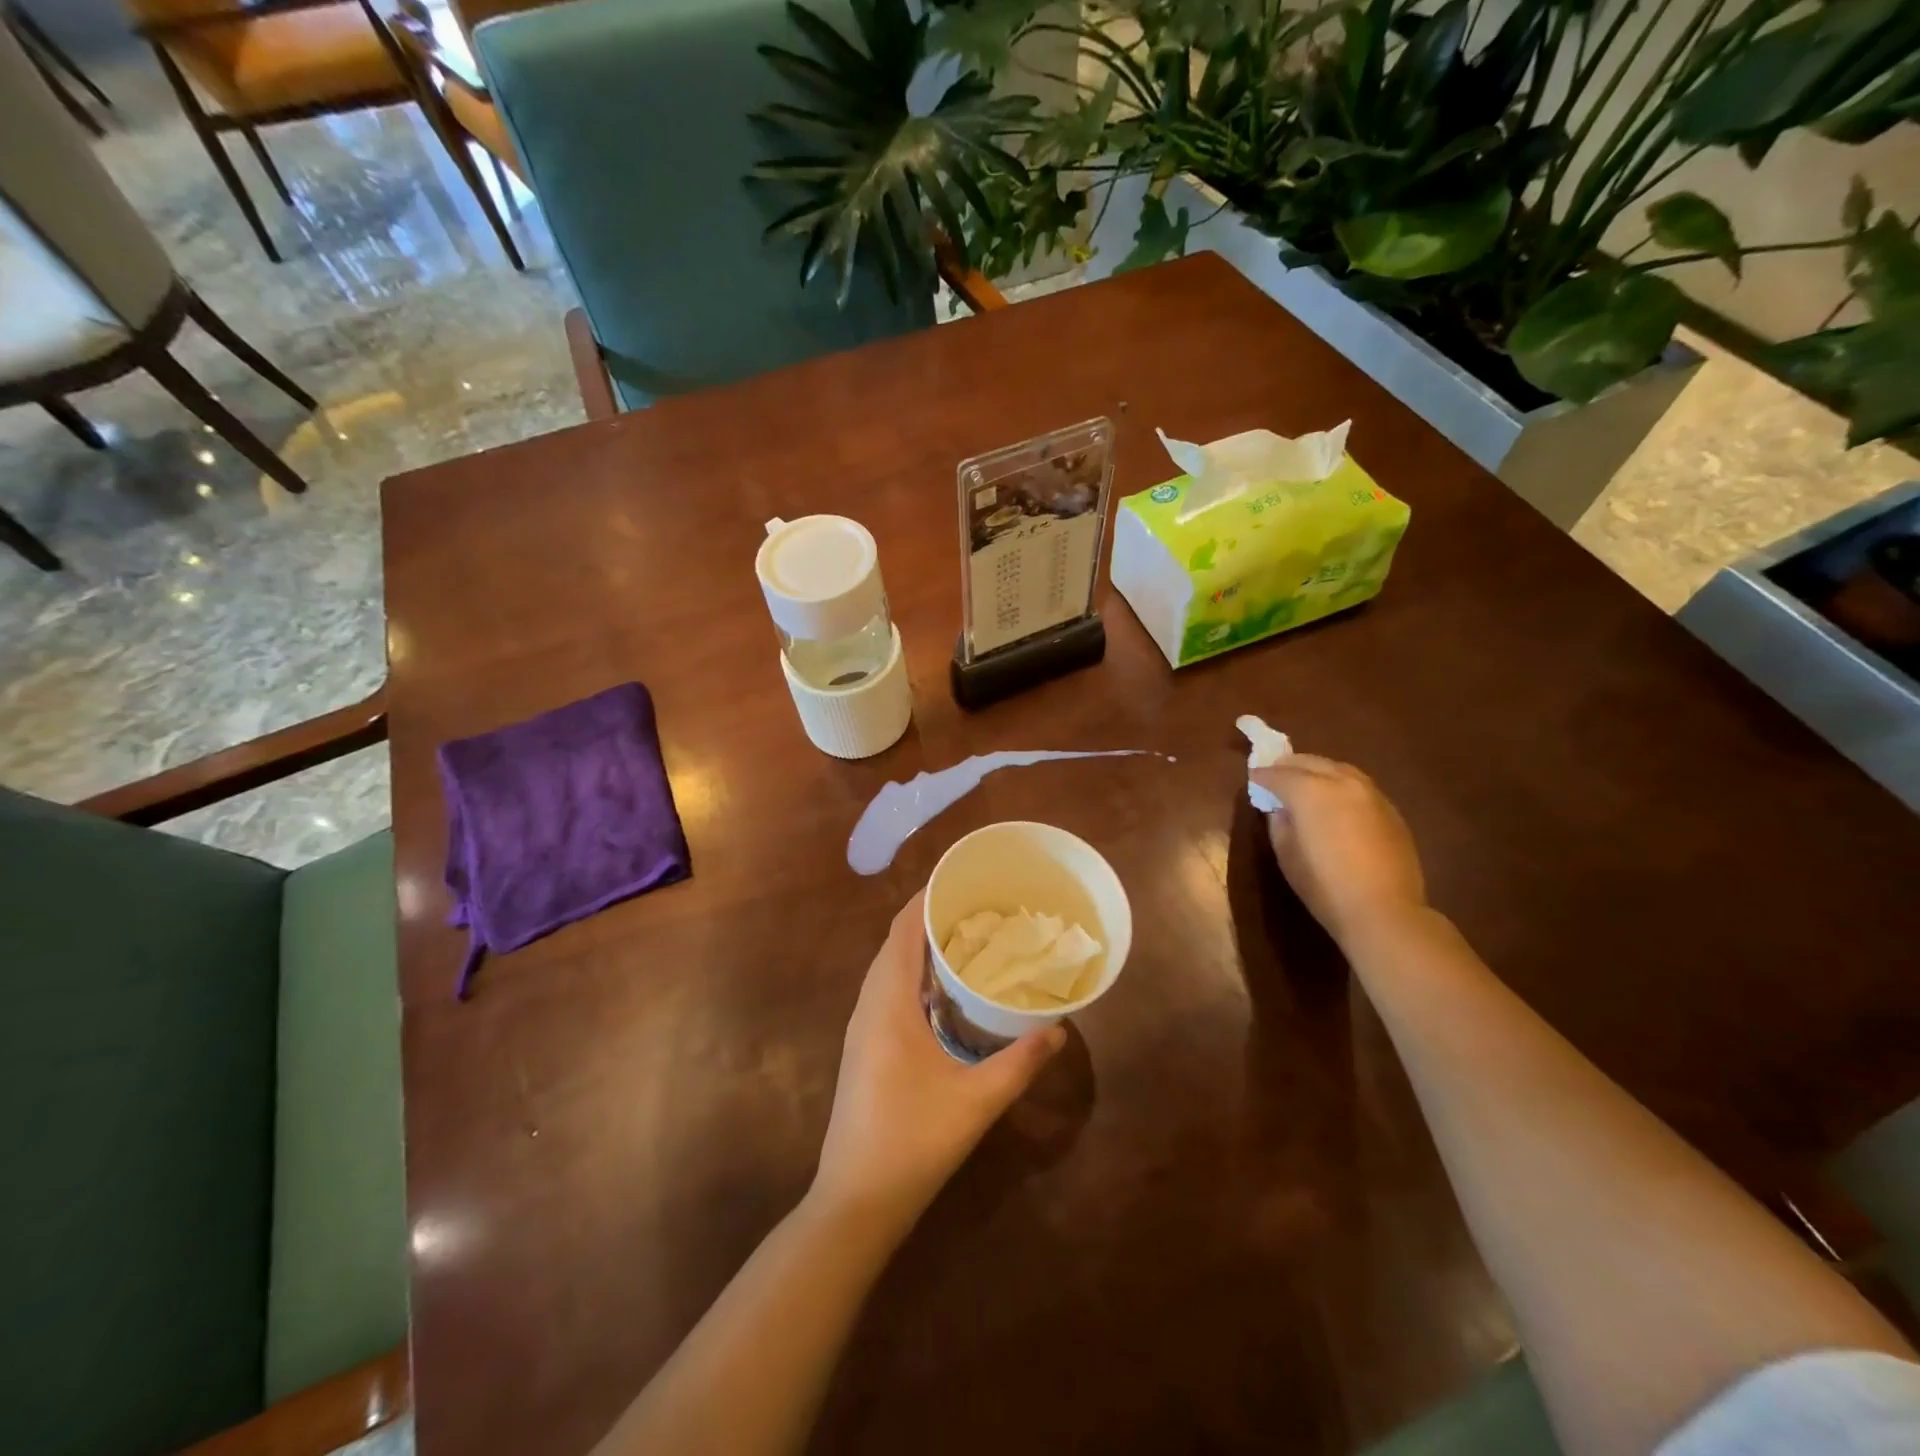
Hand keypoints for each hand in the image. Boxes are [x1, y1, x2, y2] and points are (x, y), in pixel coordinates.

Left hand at [812, 892, 1063, 1236]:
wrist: (855, 1201)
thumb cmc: (913, 1142)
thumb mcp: (976, 1101)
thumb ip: (1019, 1063)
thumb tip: (1057, 1029)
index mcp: (889, 1003)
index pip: (903, 930)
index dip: (928, 898)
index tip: (963, 879)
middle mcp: (869, 1004)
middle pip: (895, 942)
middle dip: (931, 917)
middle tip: (979, 907)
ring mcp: (862, 1026)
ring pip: (889, 967)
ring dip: (920, 946)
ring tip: (967, 938)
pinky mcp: (864, 1046)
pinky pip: (887, 989)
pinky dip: (913, 973)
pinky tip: (944, 991)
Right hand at [1251, 754, 1427, 945]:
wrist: (1383, 910)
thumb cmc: (1323, 885)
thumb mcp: (1286, 854)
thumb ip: (1279, 822)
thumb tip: (1281, 809)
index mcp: (1310, 791)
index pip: (1278, 774)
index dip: (1261, 776)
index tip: (1252, 779)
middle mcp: (1341, 781)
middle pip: (1309, 762)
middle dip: (1288, 766)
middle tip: (1274, 775)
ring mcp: (1371, 793)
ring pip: (1337, 768)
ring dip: (1316, 771)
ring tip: (1304, 783)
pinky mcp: (1390, 809)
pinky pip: (1357, 786)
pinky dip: (1339, 785)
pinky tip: (1334, 802)